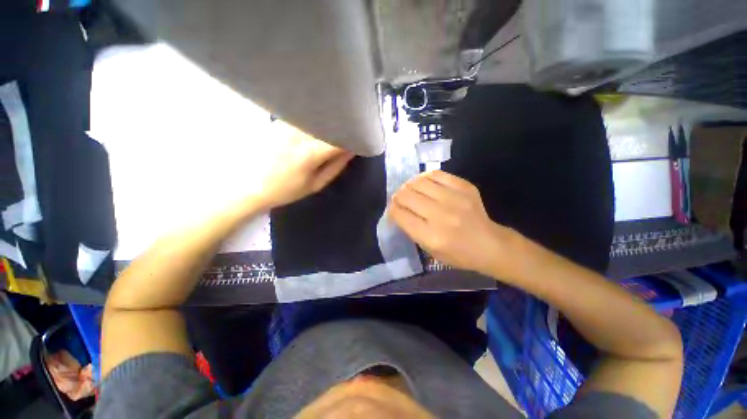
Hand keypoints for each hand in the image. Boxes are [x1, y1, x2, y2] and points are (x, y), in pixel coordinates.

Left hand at [253, 122, 353, 208]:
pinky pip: (303, 117)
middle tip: (350, 132)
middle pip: (328, 122)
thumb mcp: (315, 185)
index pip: (338, 139)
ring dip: (328, 122)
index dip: (353, 138)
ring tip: (335, 127)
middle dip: (342, 126)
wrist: (247, 185)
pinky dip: (314, 120)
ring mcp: (286, 125)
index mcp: (309, 154)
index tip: (360, 140)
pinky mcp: (278, 121)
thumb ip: (336, 167)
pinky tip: (316, 126)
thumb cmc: (285, 190)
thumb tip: (351, 151)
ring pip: (316, 116)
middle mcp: (298, 134)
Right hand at [389, 171, 515, 276]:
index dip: (392, 209)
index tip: (393, 209)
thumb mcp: (429, 250)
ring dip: (409, 186)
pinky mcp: (464, 187)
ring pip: (418, 182)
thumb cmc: (457, 254)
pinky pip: (435, 174)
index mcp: (431, 236)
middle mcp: (440, 215)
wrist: (490, 245)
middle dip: (397, 196)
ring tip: (410, 190)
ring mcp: (454, 198)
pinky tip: (424, 183)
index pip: (399, 214)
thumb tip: (398, 208)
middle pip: (406, 195)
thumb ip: (411, 229)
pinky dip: (424, 178)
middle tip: (400, 199)